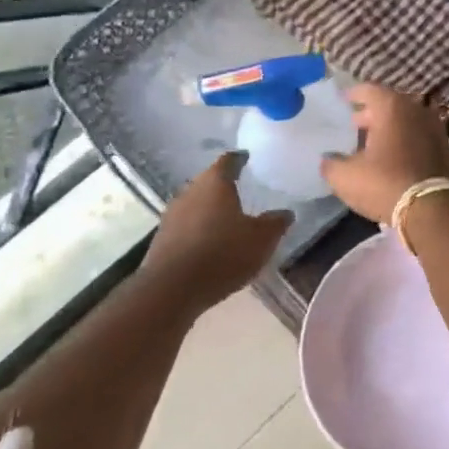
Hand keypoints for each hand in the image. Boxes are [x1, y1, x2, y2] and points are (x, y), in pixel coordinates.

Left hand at [142, 153, 292, 305]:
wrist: (172, 289)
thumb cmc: (223, 253)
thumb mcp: (262, 239)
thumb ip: (276, 222)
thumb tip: (285, 212)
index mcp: (215, 183)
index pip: (228, 161)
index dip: (240, 159)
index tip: (249, 158)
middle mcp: (190, 191)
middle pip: (209, 181)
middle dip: (225, 185)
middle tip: (244, 190)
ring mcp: (172, 215)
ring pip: (196, 203)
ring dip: (211, 209)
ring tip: (229, 218)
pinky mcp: (162, 239)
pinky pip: (186, 225)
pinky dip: (200, 228)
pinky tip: (212, 242)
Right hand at [321, 84, 448, 222]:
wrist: (433, 209)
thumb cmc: (385, 184)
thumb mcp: (346, 177)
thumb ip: (331, 163)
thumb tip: (328, 159)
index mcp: (392, 108)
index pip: (369, 90)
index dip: (354, 94)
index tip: (343, 100)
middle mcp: (417, 111)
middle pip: (390, 104)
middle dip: (372, 113)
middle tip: (355, 125)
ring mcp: (436, 129)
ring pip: (408, 121)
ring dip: (391, 129)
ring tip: (373, 143)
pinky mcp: (447, 150)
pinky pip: (421, 138)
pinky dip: (407, 142)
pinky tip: (395, 158)